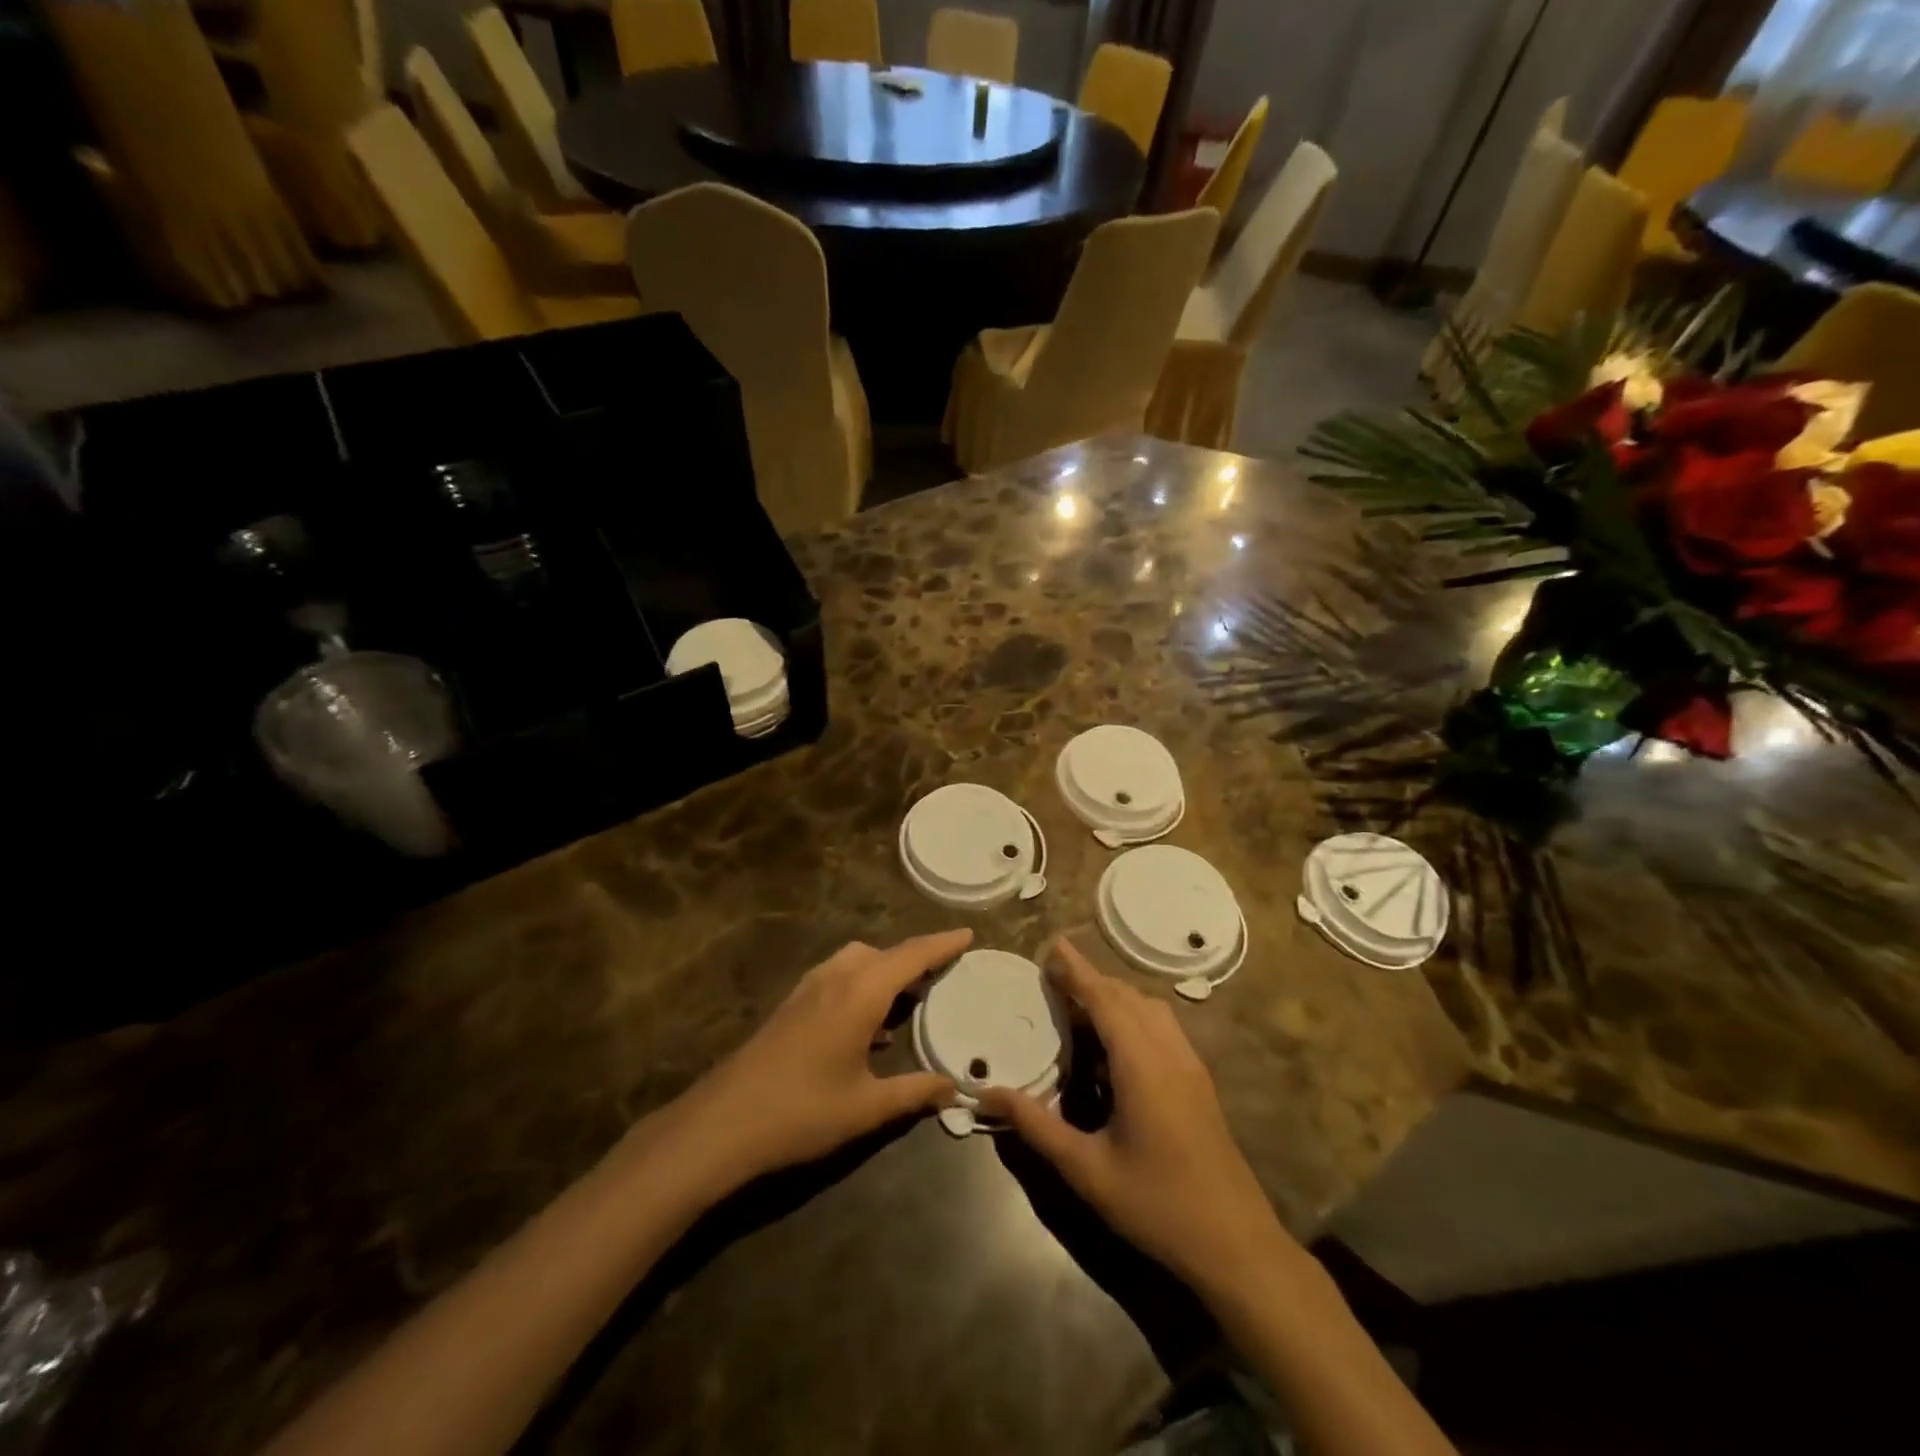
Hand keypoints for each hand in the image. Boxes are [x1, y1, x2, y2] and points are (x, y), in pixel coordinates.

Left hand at [675, 930, 970, 1188]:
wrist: (723, 1123)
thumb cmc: (802, 1112)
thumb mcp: (866, 1108)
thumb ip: (914, 1093)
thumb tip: (953, 1089)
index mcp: (860, 992)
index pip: (911, 956)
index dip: (942, 944)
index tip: (967, 934)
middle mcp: (836, 978)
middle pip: (883, 953)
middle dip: (915, 959)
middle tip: (942, 977)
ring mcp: (809, 988)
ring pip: (857, 961)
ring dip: (885, 971)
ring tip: (909, 1002)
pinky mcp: (792, 1004)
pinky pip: (838, 977)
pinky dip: (862, 985)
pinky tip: (868, 1028)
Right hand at [979, 939, 1291, 1299]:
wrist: (1236, 1244)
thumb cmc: (1157, 1205)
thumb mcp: (1087, 1169)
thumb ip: (1037, 1126)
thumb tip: (989, 1094)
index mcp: (1142, 1064)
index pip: (1105, 999)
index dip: (1078, 970)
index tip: (1055, 944)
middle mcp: (1169, 1052)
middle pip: (1128, 997)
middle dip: (1092, 980)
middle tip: (1054, 978)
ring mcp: (1190, 1065)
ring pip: (1150, 1009)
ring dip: (1115, 997)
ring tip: (1080, 1007)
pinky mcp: (1199, 1081)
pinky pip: (1163, 1027)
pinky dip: (1135, 1016)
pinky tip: (1115, 1045)